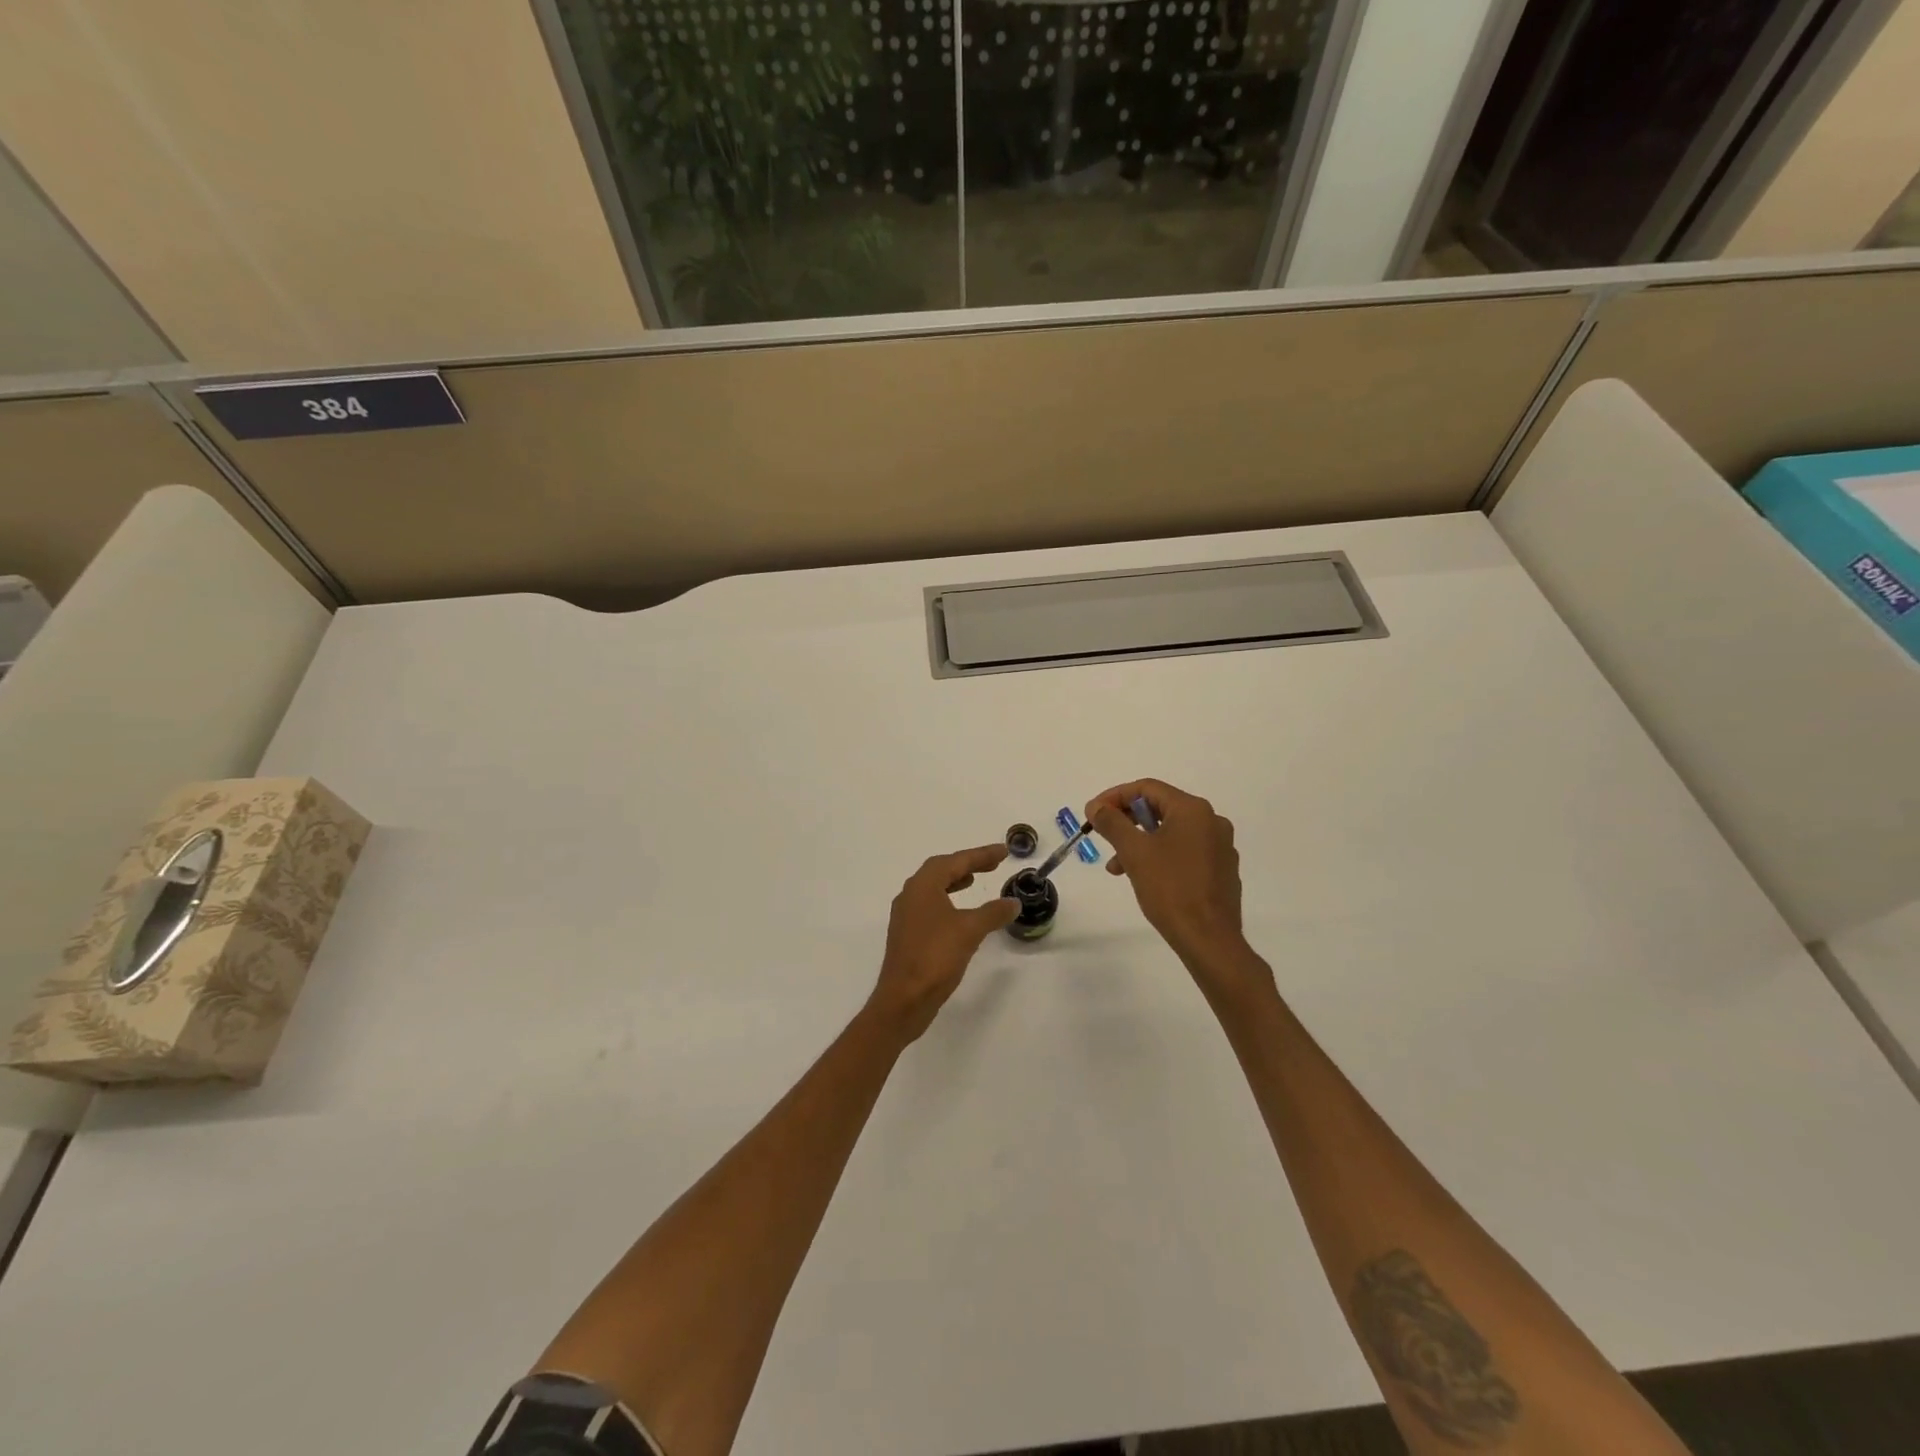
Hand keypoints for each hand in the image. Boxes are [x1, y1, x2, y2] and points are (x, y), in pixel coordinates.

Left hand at [869, 845, 1019, 1042]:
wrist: (904, 999)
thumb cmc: (935, 957)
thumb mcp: (970, 931)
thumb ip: (993, 913)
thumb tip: (1013, 902)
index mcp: (922, 886)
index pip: (955, 861)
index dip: (981, 854)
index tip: (1004, 851)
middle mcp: (910, 895)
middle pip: (941, 869)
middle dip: (968, 863)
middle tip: (993, 863)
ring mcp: (906, 915)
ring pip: (933, 887)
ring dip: (955, 880)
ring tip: (974, 880)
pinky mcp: (908, 934)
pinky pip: (930, 905)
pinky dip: (948, 899)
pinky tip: (960, 912)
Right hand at [1086, 780, 1269, 1001]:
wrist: (1209, 939)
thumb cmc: (1170, 889)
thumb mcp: (1134, 852)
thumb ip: (1112, 823)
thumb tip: (1096, 806)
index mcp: (1193, 810)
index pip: (1147, 788)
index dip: (1115, 797)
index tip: (1093, 813)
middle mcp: (1211, 821)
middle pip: (1160, 808)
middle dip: (1126, 822)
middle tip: (1103, 836)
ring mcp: (1220, 847)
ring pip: (1170, 832)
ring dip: (1140, 842)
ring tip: (1117, 867)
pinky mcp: (1221, 870)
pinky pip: (1184, 852)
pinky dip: (1160, 856)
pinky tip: (1144, 878)